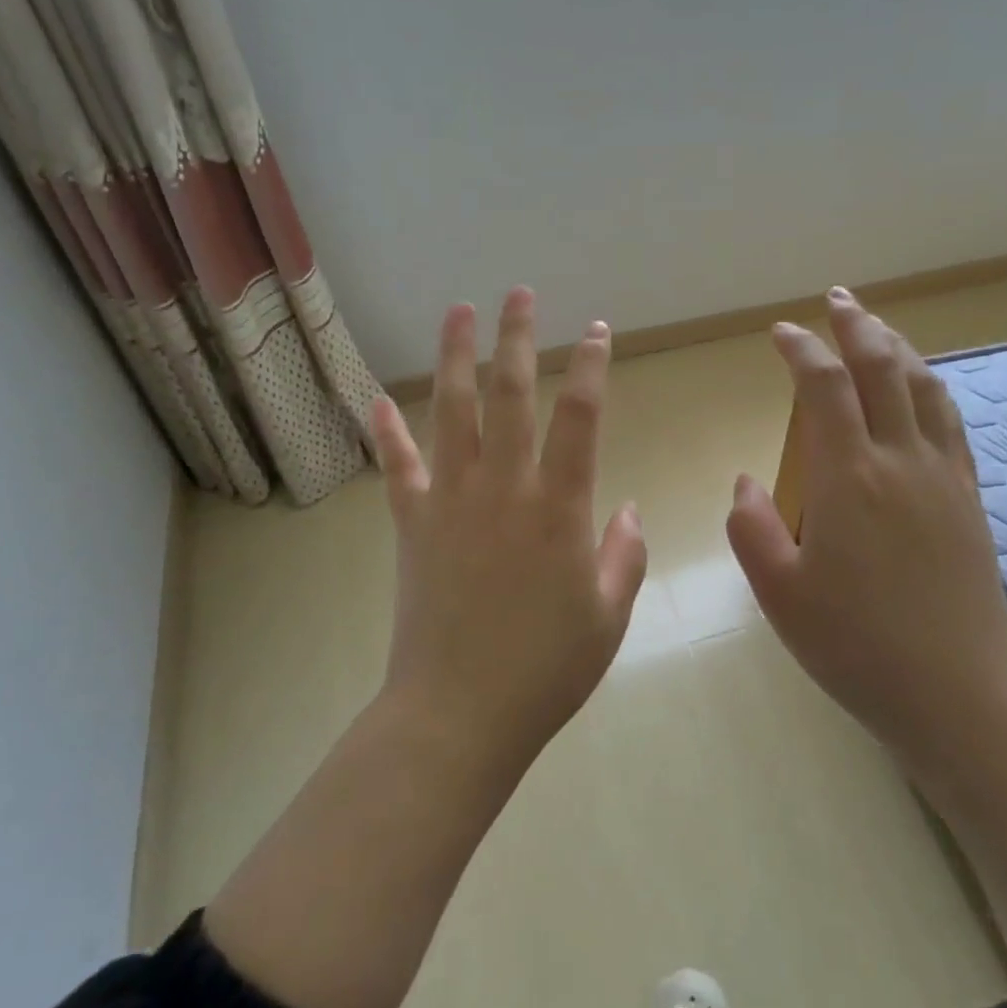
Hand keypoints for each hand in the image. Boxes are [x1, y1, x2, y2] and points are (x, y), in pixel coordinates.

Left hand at [369, 287, 647, 759]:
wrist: (459, 713)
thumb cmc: (545, 670)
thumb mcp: (608, 616)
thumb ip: (625, 555)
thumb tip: (630, 510)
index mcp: (559, 509)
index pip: (580, 418)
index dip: (590, 367)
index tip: (596, 330)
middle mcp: (504, 489)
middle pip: (510, 395)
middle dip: (516, 338)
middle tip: (517, 293)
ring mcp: (451, 502)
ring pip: (451, 413)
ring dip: (454, 358)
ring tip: (457, 312)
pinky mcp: (414, 525)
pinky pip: (399, 467)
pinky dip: (387, 431)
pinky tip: (376, 399)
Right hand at [725, 288, 1006, 776]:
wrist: (955, 691)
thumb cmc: (855, 645)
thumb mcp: (779, 593)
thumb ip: (751, 528)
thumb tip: (747, 480)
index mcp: (847, 478)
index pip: (824, 387)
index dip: (802, 350)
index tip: (781, 333)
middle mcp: (900, 461)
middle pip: (883, 369)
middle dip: (857, 326)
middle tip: (837, 300)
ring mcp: (942, 477)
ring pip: (924, 388)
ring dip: (898, 348)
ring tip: (877, 330)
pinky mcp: (968, 499)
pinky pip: (951, 424)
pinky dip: (931, 389)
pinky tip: (922, 390)